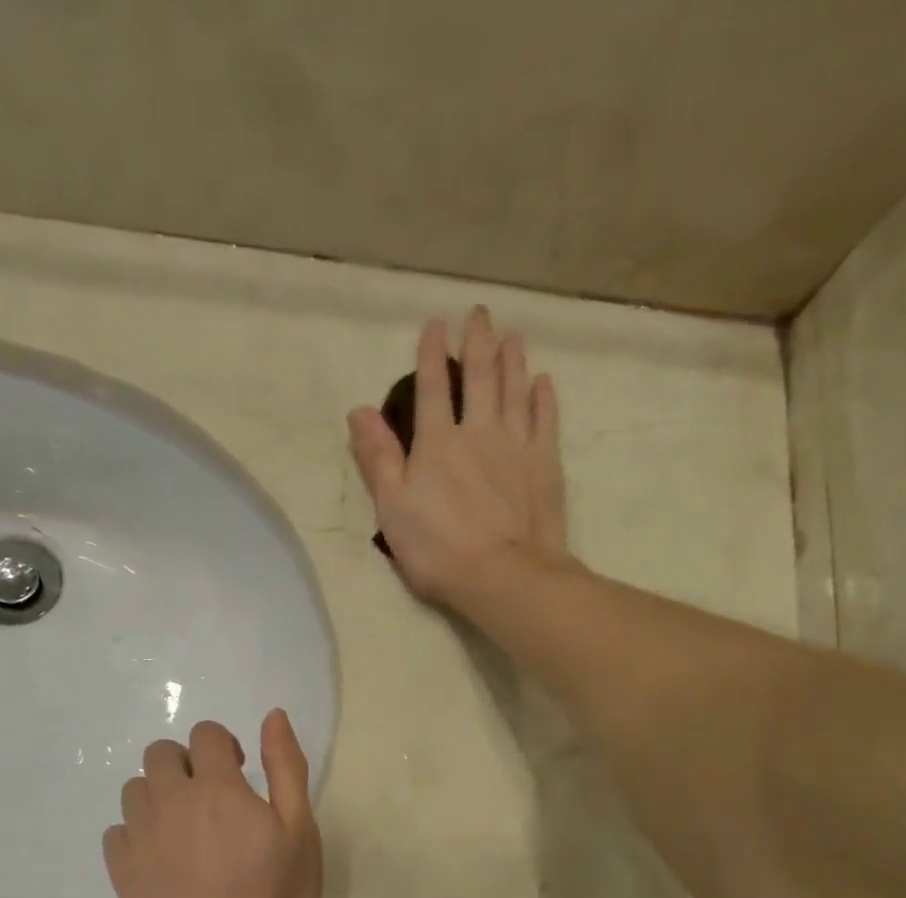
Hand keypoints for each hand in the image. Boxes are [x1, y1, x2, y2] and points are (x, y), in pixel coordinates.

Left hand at [103, 711, 321, 897]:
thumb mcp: (299, 830)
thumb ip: (286, 768)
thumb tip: (273, 716)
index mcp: (218, 787)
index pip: (206, 734)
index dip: (222, 744)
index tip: (238, 772)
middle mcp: (171, 801)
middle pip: (160, 753)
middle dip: (184, 762)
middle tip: (209, 797)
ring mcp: (140, 836)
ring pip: (134, 789)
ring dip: (158, 795)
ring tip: (182, 828)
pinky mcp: (121, 872)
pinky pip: (115, 832)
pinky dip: (135, 833)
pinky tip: (158, 857)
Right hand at [347, 307, 567, 607]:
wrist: (503, 576)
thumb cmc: (438, 549)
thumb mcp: (392, 508)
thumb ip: (377, 458)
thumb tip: (359, 411)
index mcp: (437, 443)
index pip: (432, 387)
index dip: (431, 354)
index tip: (436, 324)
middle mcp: (479, 432)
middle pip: (480, 378)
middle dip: (477, 342)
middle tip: (480, 314)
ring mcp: (517, 446)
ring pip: (515, 391)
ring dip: (513, 360)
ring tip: (512, 335)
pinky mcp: (545, 465)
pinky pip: (545, 421)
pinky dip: (544, 398)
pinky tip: (543, 382)